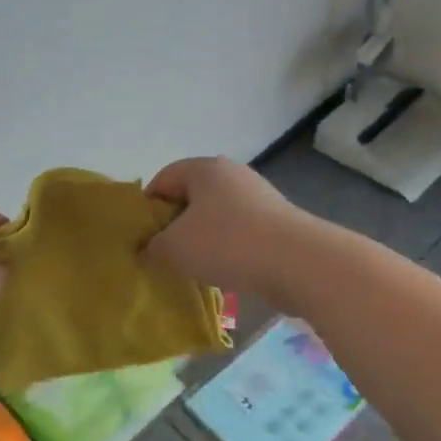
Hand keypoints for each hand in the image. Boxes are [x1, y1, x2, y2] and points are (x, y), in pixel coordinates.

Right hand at [142, 157, 307, 302]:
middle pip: (191, 197)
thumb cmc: (227, 243)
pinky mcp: (277, 221)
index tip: (143, 238)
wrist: (298, 261)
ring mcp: (259, 196)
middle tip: (165, 254)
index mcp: (204, 168)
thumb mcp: (174, 247)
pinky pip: (241, 232)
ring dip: (203, 239)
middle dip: (175, 225)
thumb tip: (147, 250)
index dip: (148, 207)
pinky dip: (229, 248)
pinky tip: (226, 272)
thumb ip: (152, 247)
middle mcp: (232, 174)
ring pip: (217, 216)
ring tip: (195, 268)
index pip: (164, 179)